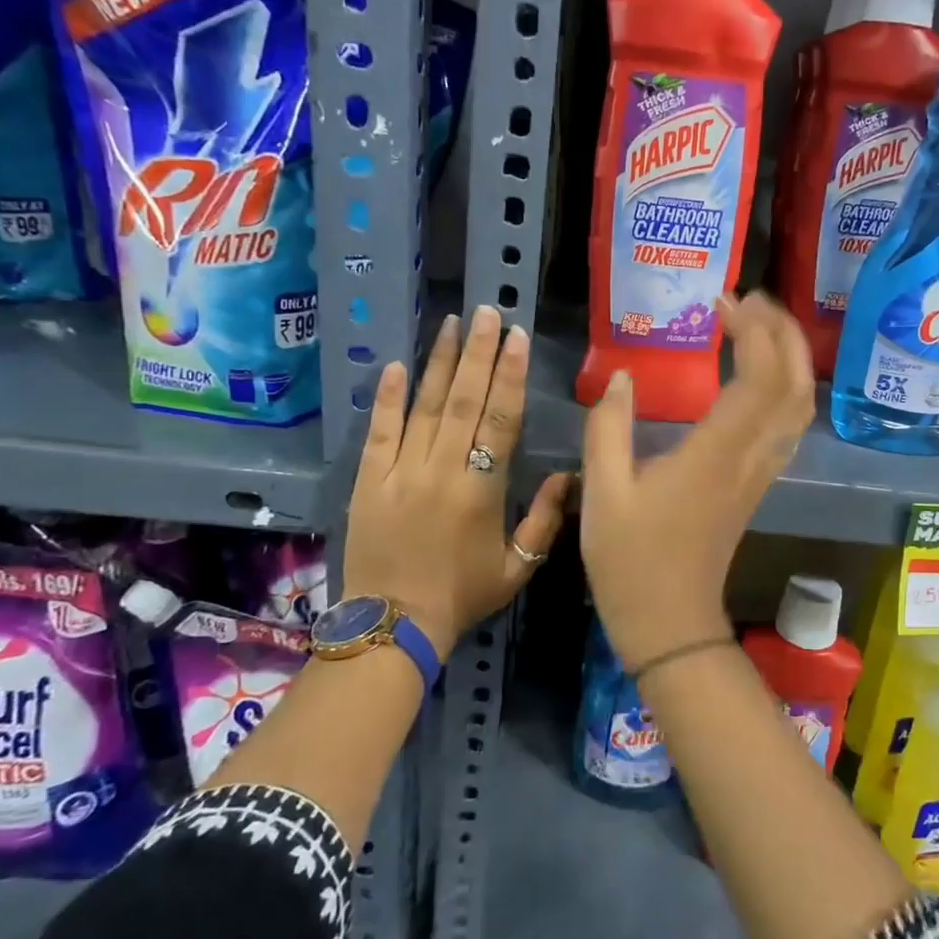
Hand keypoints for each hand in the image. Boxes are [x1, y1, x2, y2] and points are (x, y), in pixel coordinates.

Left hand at [343, 305, 570, 656]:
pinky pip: (379, 432)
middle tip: (486, 312)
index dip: (509, 376)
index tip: (516, 338)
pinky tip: (397, 365)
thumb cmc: (462, 596)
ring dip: (438, 363)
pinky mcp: (369, 480)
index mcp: (481, 490)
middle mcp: (442, 470)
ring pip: (423, 407)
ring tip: (450, 324)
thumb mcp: (516, 567)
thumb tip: (569, 475)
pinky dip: (387, 398)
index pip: (500, 420)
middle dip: (477, 353)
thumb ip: (544, 520)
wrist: (391, 626)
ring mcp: (400, 472)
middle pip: (462, 401)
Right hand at [580, 292, 815, 669]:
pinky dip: (785, 388)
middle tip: (751, 300)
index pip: (759, 378)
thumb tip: (620, 378)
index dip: (754, 331)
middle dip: (784, 333)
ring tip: (759, 325)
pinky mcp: (757, 485)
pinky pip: (788, 427)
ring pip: (800, 407)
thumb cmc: (631, 562)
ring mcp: (760, 473)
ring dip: (790, 358)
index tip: (725, 301)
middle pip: (795, 385)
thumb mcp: (602, 493)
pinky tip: (759, 375)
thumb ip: (607, 428)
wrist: (670, 624)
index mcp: (715, 454)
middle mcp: (750, 458)